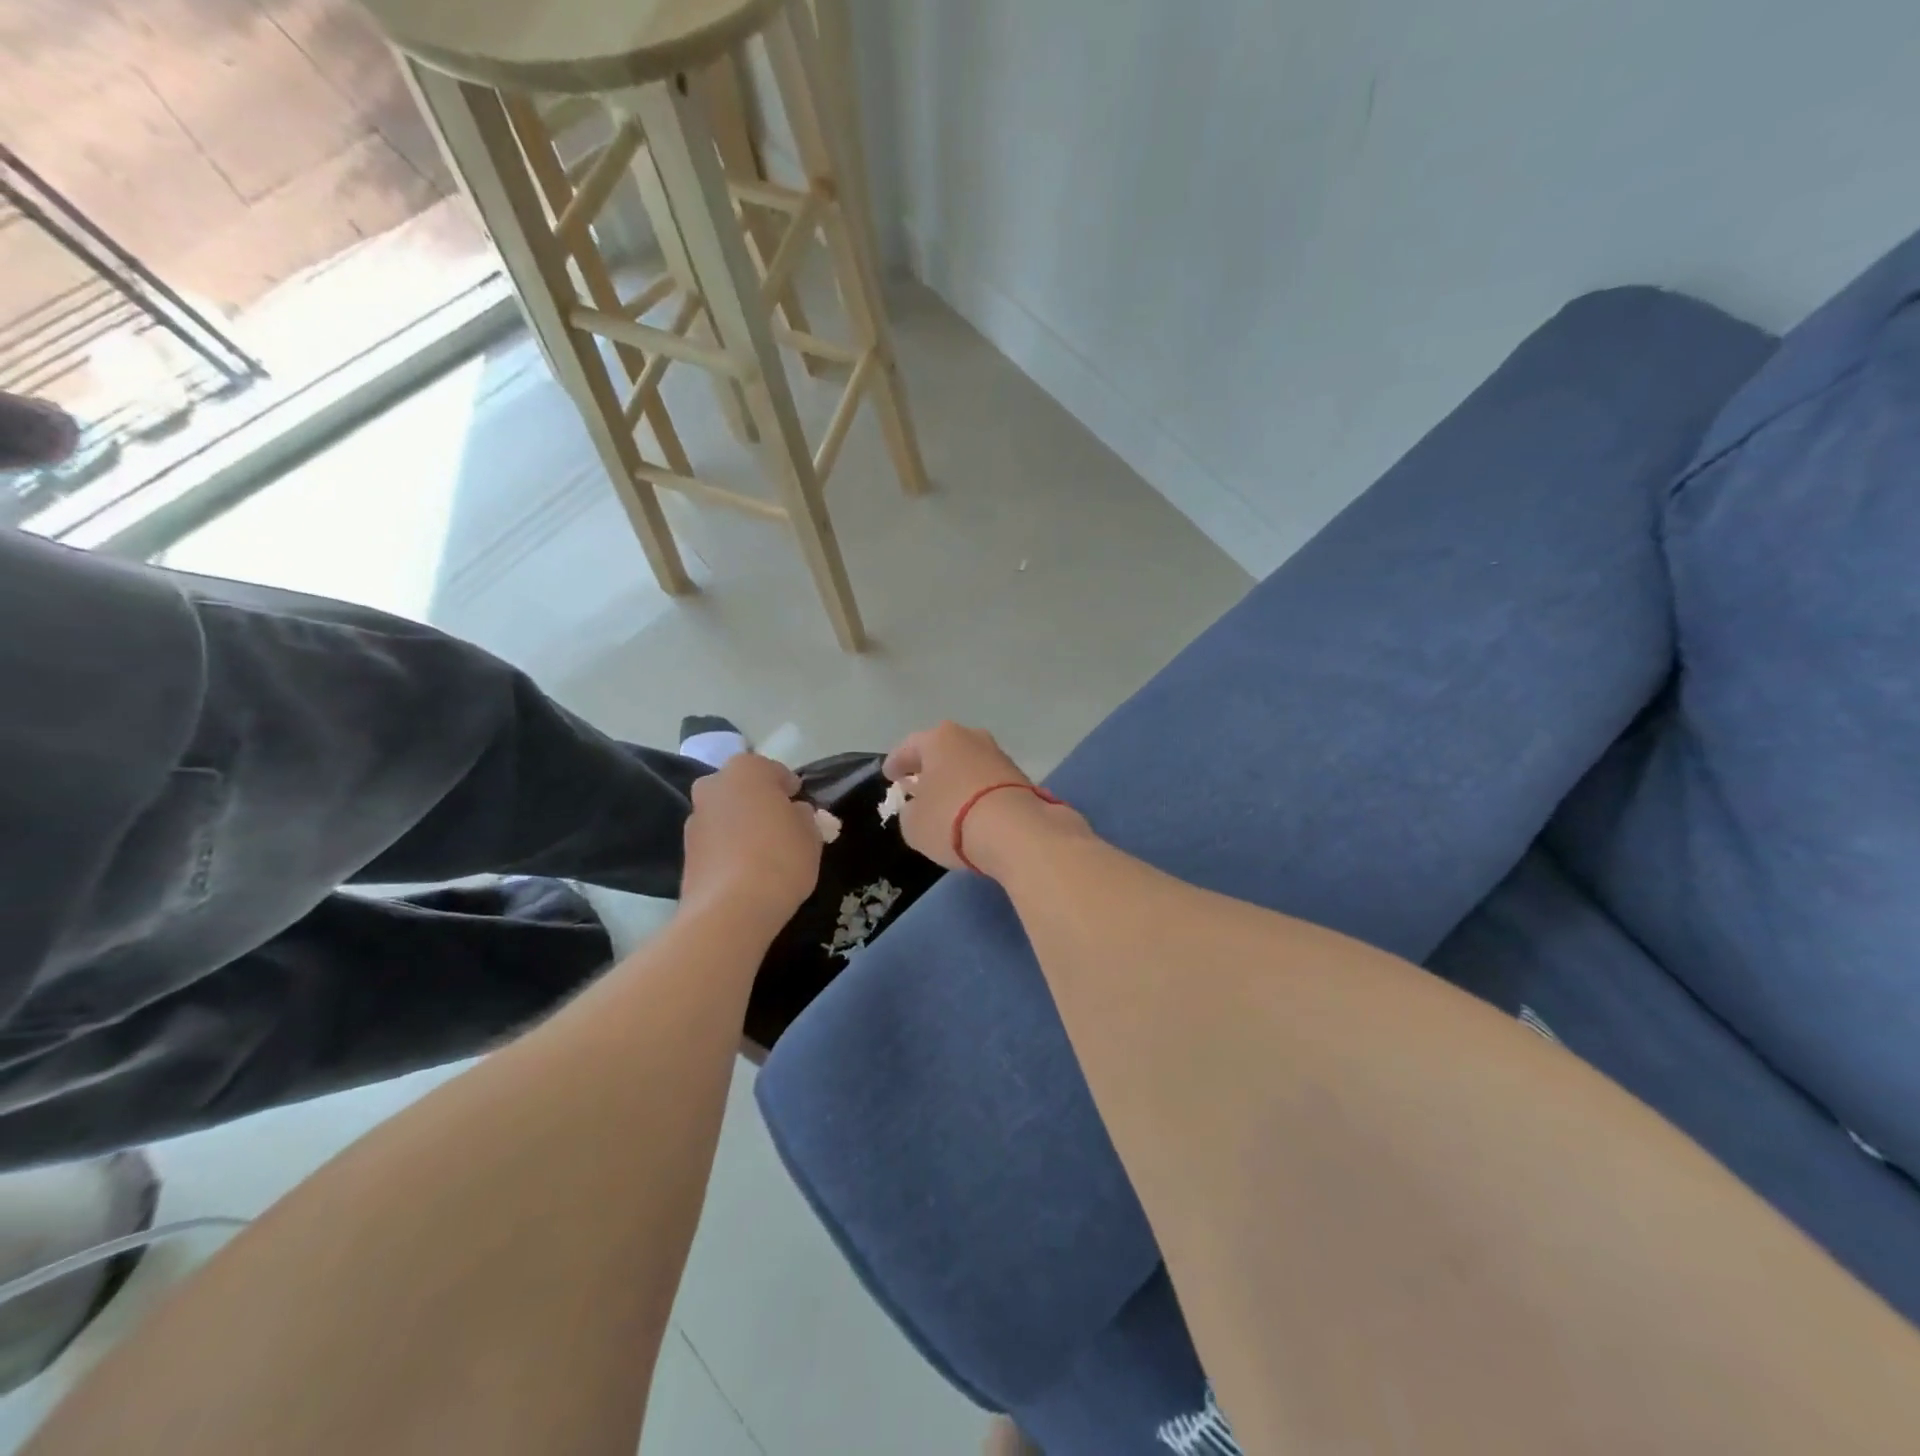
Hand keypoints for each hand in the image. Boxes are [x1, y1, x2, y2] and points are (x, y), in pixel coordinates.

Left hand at [681, 754, 822, 926]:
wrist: (730, 910)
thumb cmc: (780, 857)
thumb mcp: (810, 833)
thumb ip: (803, 815)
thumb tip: (793, 813)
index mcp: (746, 769)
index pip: (774, 771)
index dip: (791, 790)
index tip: (802, 809)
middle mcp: (713, 785)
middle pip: (743, 790)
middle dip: (760, 803)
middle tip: (782, 828)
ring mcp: (694, 818)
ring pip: (726, 815)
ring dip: (742, 826)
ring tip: (764, 854)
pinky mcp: (685, 852)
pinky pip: (716, 842)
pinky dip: (729, 849)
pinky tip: (746, 871)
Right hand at [883, 721, 1087, 875]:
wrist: (1016, 831)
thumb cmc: (951, 819)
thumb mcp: (913, 824)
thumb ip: (910, 810)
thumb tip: (918, 806)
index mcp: (939, 739)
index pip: (909, 747)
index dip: (895, 763)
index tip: (889, 776)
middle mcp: (971, 737)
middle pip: (942, 750)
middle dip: (929, 767)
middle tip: (917, 784)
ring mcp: (999, 755)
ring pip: (968, 764)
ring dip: (955, 778)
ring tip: (946, 799)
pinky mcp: (1020, 777)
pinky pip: (988, 782)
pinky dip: (977, 792)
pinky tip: (972, 810)